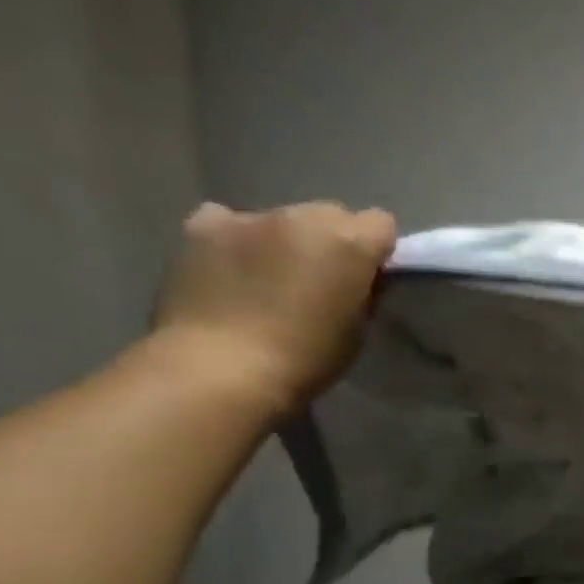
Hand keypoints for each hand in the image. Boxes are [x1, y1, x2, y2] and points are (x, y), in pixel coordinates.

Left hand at [155, 201, 396, 415]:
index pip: (381, 223)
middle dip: (332, 240)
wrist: (222, 369)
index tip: (369, 276)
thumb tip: (359, 280)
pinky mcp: (202, 227)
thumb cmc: (307, 359)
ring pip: (282, 218)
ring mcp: (249, 218)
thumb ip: (363, 293)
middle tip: (321, 279)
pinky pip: (228, 220)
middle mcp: (302, 217)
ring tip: (270, 278)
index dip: (378, 249)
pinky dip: (236, 238)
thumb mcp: (357, 330)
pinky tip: (231, 266)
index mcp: (349, 242)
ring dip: (285, 240)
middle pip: (331, 214)